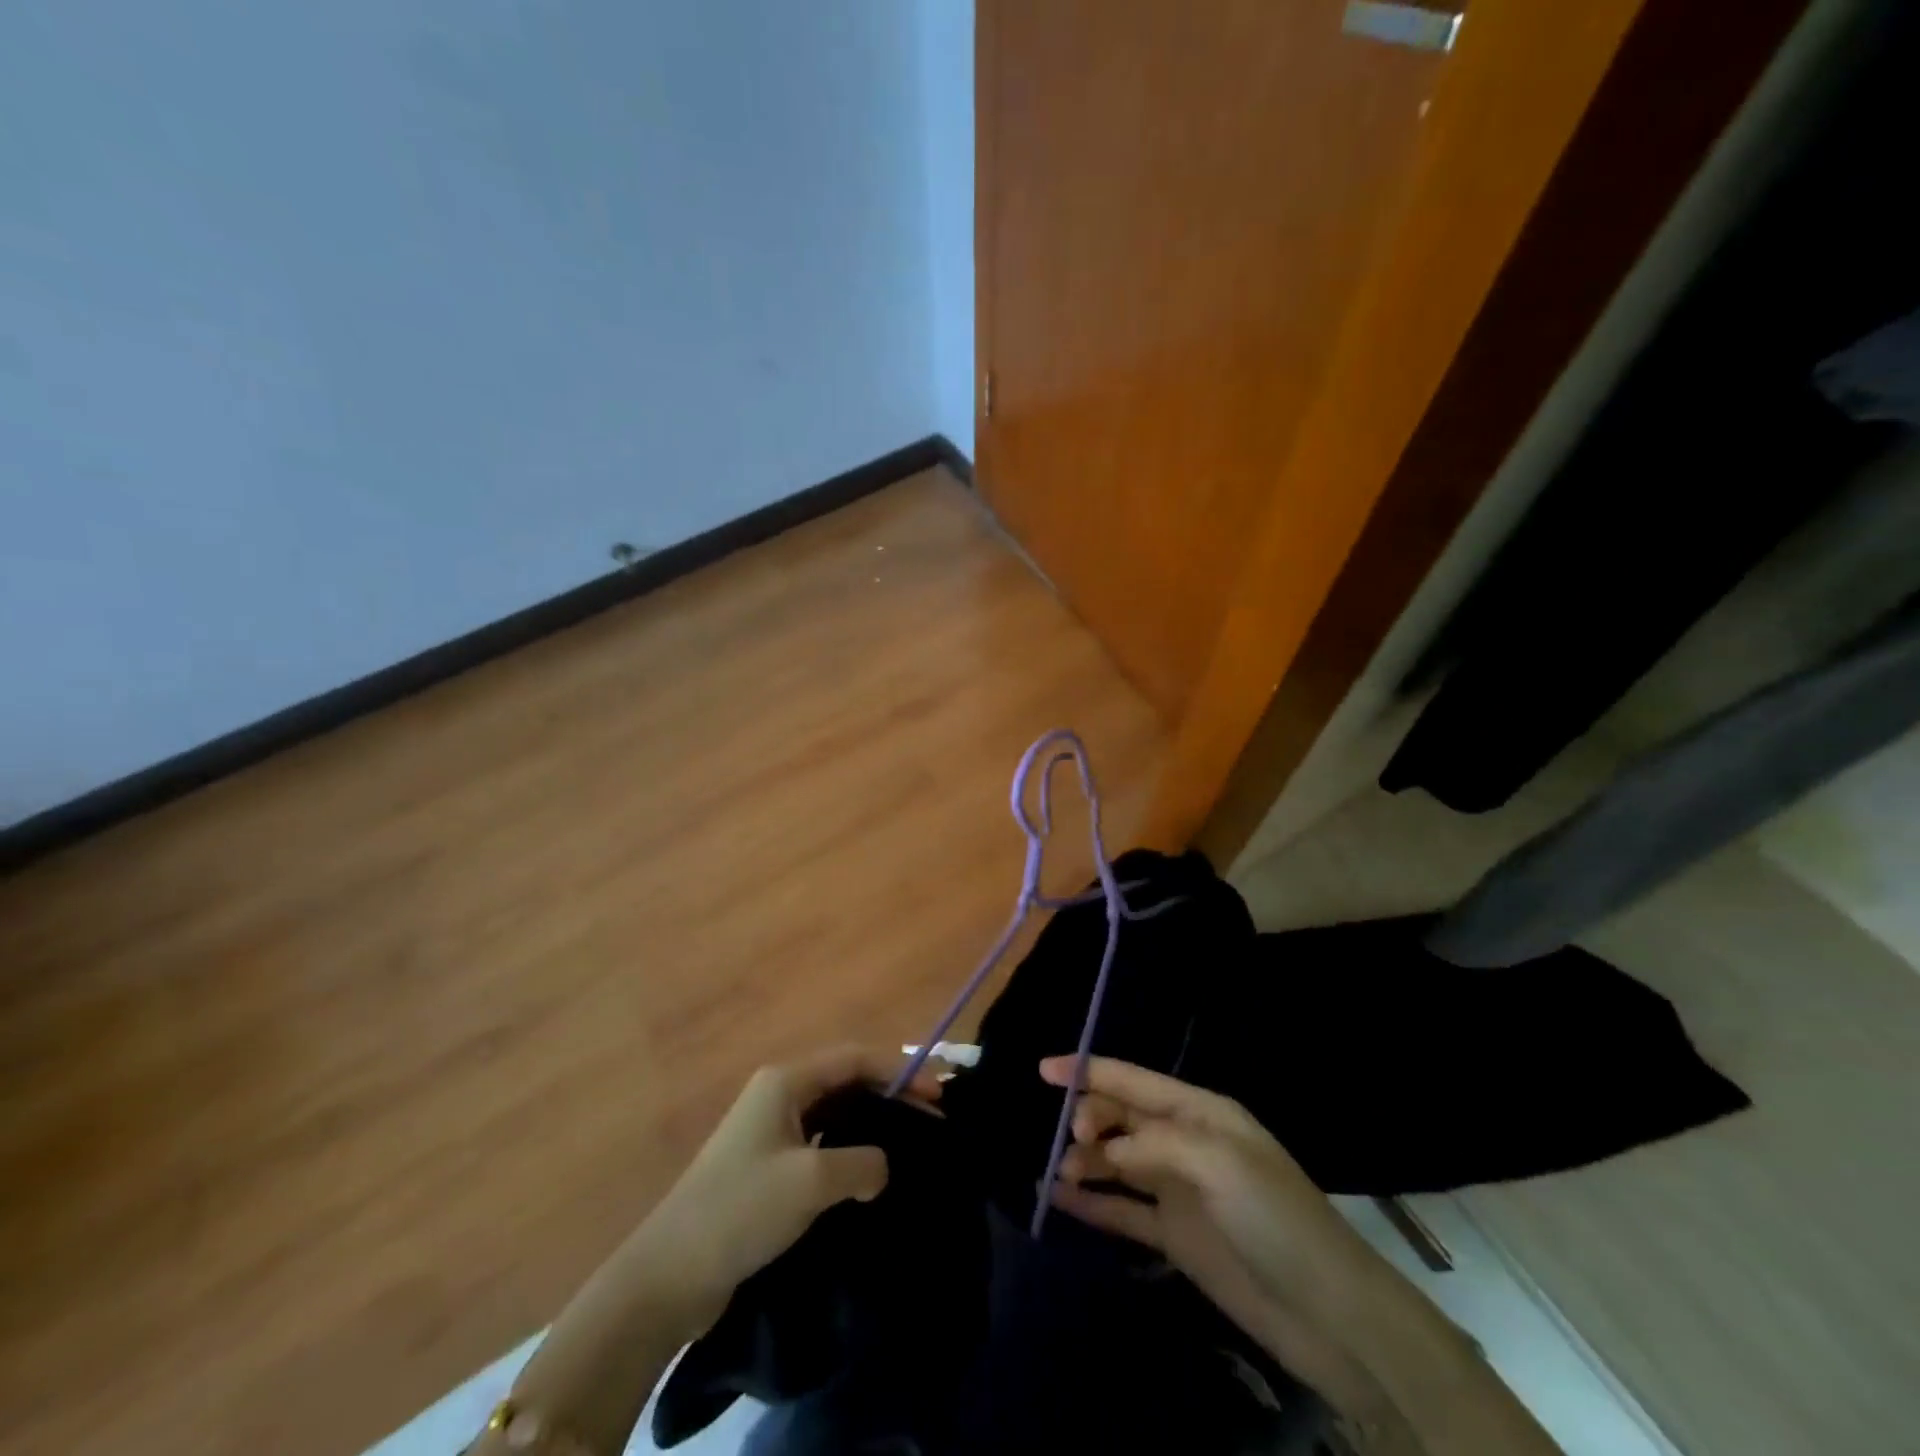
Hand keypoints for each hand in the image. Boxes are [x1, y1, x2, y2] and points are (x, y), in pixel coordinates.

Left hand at [631, 1046, 941, 1330]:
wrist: (668, 1276)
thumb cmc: (741, 1211)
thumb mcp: (810, 1181)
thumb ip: (861, 1162)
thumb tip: (881, 1167)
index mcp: (785, 1081)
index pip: (855, 1059)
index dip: (901, 1071)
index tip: (938, 1095)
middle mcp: (778, 1094)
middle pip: (847, 1081)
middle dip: (890, 1094)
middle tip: (932, 1120)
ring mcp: (770, 1131)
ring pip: (834, 1113)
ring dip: (871, 1124)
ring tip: (909, 1144)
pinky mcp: (766, 1167)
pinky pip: (820, 1143)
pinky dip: (849, 1150)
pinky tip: (867, 1174)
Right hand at [1039, 1055, 1378, 1391]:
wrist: (1329, 1314)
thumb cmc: (1277, 1219)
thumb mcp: (1220, 1163)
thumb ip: (1155, 1145)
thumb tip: (1104, 1151)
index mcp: (1201, 1112)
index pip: (1135, 1081)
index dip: (1090, 1071)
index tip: (1044, 1071)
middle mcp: (1186, 1143)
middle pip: (1122, 1118)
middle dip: (1090, 1119)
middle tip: (1073, 1143)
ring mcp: (1179, 1190)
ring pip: (1117, 1161)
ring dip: (1086, 1161)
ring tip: (1060, 1176)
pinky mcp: (1175, 1236)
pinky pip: (1123, 1210)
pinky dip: (1092, 1203)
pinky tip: (1059, 1201)